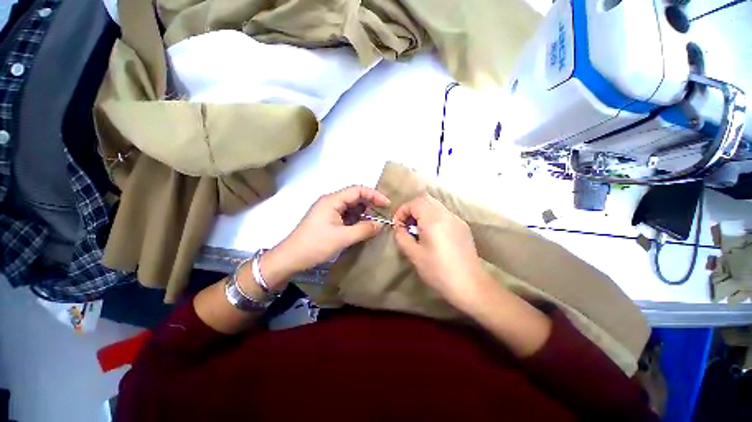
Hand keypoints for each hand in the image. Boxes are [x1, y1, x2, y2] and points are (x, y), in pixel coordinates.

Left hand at [262, 186, 390, 285]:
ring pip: (350, 206)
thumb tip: (381, 225)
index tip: (386, 204)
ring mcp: (328, 210)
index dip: (374, 195)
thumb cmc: (315, 245)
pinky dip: (356, 219)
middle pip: (354, 197)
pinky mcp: (327, 219)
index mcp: (332, 200)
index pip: (357, 190)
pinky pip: (345, 215)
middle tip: (382, 214)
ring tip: (375, 222)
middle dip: (370, 204)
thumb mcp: (342, 238)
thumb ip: (364, 230)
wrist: (290, 258)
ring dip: (363, 213)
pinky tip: (362, 227)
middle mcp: (330, 201)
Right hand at [393, 193, 486, 309]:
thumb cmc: (438, 271)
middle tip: (407, 225)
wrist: (469, 285)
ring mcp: (456, 219)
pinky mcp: (462, 226)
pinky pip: (444, 213)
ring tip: (419, 230)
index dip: (402, 211)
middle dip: (412, 208)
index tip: (398, 225)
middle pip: (425, 198)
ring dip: (423, 211)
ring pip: (435, 204)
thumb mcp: (414, 255)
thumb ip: (402, 237)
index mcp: (433, 220)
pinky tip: (433, 234)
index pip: (414, 203)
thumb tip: (399, 228)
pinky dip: (433, 216)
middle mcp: (446, 214)